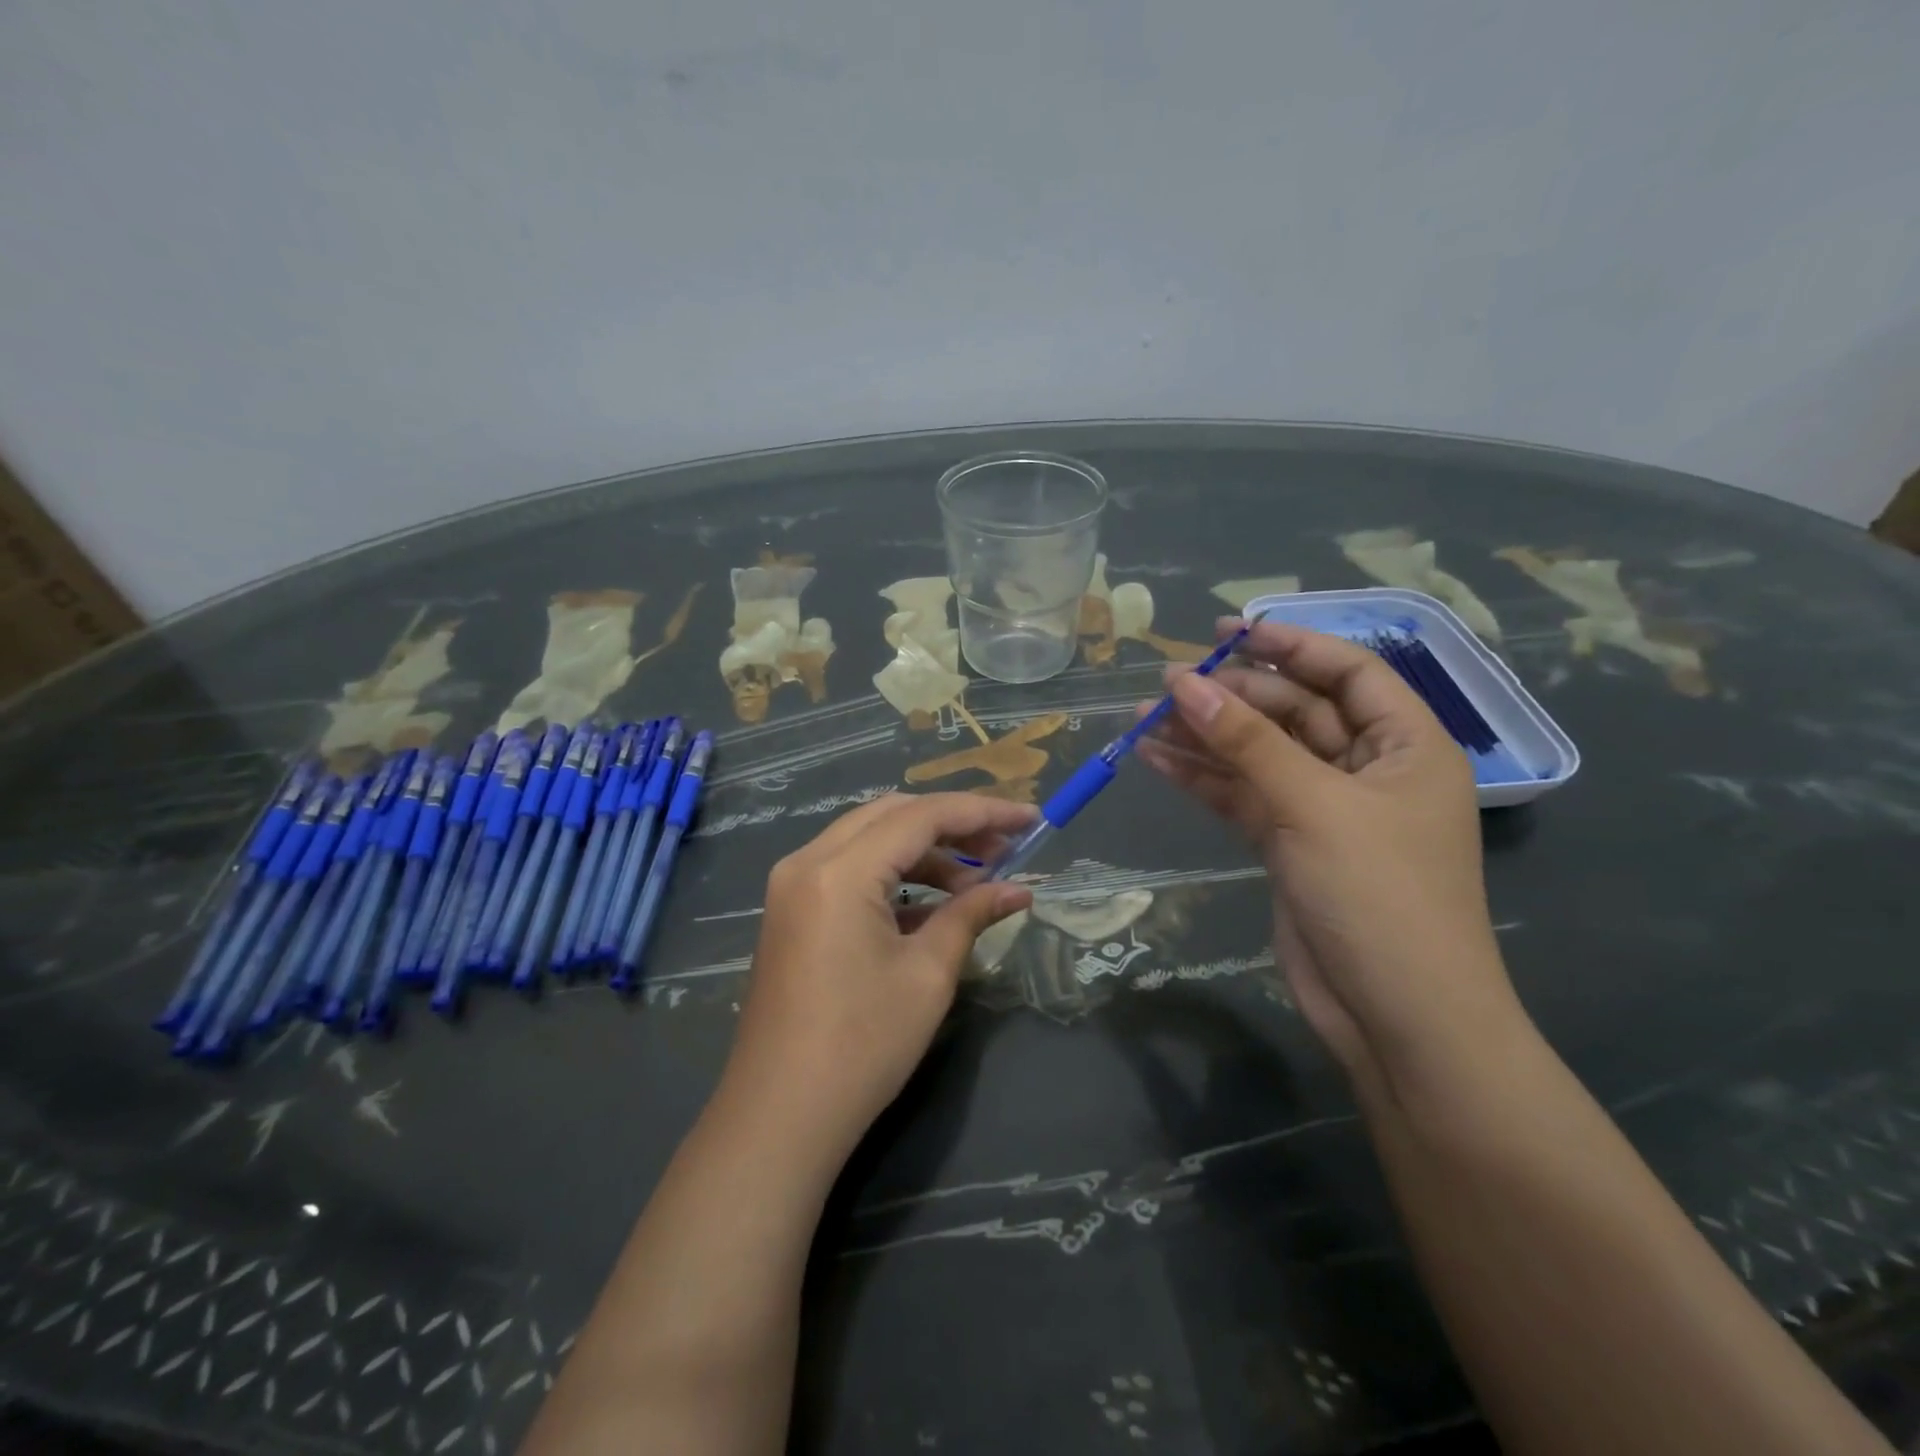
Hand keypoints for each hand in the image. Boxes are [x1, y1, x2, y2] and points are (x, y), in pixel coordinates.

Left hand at [723, 793, 1035, 1166]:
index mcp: (840, 870)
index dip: (982, 812)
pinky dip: (894, 873)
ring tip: (976, 880)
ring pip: (869, 837)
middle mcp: (808, 861)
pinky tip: (934, 902)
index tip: (1030, 819)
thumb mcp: (928, 974)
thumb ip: (972, 914)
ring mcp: (793, 884)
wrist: (782, 1115)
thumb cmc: (862, 1046)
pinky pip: (849, 868)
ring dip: (924, 849)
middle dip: (952, 824)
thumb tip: (1019, 890)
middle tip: (1004, 847)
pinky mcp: (791, 909)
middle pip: (891, 815)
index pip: (922, 816)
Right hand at [1136, 619, 1521, 1084]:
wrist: (1397, 1017)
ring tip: (1145, 718)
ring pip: (1259, 755)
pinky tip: (1156, 759)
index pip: (1348, 671)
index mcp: (1405, 745)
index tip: (1228, 632)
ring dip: (1207, 736)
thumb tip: (1184, 682)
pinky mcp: (1289, 844)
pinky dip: (1202, 778)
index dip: (1290, 645)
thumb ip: (1247, 741)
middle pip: (1294, 711)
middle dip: (1233, 695)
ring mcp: (1325, 809)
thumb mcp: (1313, 805)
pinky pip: (1242, 795)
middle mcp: (1367, 769)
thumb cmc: (1378, 896)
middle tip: (1168, 683)